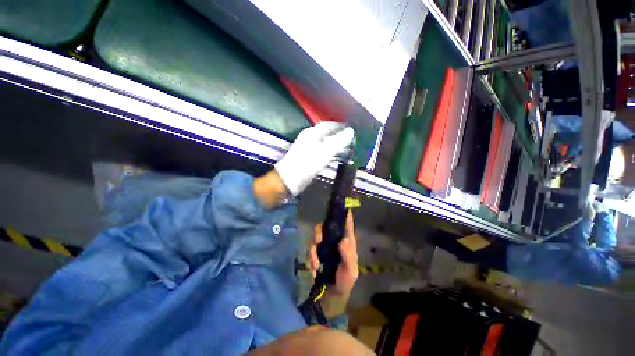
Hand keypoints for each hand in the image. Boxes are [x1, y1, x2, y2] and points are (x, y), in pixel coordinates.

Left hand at [275, 122, 354, 195]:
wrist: (288, 180)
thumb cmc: (307, 164)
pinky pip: (321, 152)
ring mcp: (307, 149)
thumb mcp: (325, 152)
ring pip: (324, 144)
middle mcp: (309, 138)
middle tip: (350, 141)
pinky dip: (329, 154)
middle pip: (326, 134)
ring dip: (334, 146)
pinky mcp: (307, 159)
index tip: (351, 130)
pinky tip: (335, 158)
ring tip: (346, 149)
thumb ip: (338, 141)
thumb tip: (351, 131)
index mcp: (312, 133)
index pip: (328, 125)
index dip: (340, 126)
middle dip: (338, 136)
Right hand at [307, 212, 358, 294]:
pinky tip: (314, 269)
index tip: (341, 206)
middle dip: (319, 232)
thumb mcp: (350, 271)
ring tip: (315, 264)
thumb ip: (348, 256)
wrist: (332, 293)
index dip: (345, 214)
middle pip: (326, 227)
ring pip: (316, 237)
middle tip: (317, 241)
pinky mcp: (317, 253)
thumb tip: (344, 239)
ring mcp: (325, 246)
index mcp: (347, 241)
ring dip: (313, 250)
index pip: (347, 224)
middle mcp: (335, 240)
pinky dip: (310, 259)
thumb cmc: (345, 280)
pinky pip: (310, 249)